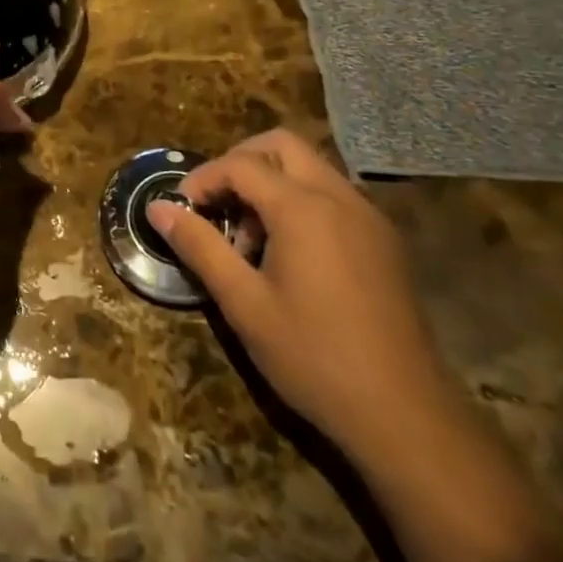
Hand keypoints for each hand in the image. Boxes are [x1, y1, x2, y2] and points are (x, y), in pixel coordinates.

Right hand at [148, 129, 457, 458]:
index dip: (203, 179)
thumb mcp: (243, 304)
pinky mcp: (384, 241)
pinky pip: (333, 195)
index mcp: (303, 207)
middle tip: (215, 204)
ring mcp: (368, 217)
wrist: (405, 415)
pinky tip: (290, 254)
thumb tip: (158, 208)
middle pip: (281, 146)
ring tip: (249, 238)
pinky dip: (301, 201)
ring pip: (310, 168)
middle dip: (239, 163)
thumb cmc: (313, 356)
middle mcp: (339, 197)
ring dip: (271, 183)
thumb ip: (200, 246)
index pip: (241, 164)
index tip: (181, 209)